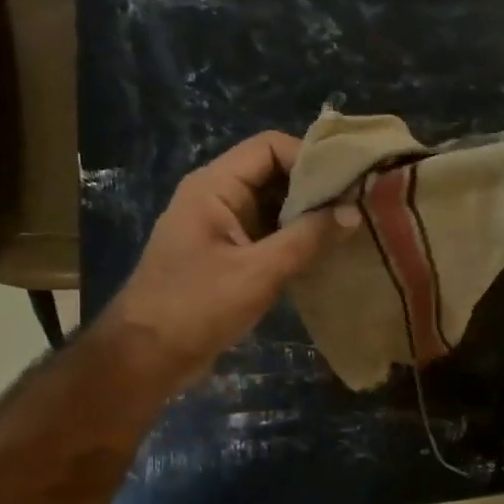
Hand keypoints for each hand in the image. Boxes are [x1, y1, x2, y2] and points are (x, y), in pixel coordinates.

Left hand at [99, 132, 356, 392]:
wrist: (145, 357)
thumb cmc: (196, 308)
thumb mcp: (258, 273)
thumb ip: (307, 239)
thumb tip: (353, 211)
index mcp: (214, 186)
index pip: (270, 147)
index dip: (311, 158)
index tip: (349, 182)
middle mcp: (216, 196)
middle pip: (273, 173)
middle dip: (314, 188)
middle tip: (358, 206)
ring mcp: (220, 226)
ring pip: (272, 205)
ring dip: (307, 215)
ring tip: (349, 229)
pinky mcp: (226, 255)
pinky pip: (266, 233)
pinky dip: (293, 238)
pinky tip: (324, 253)